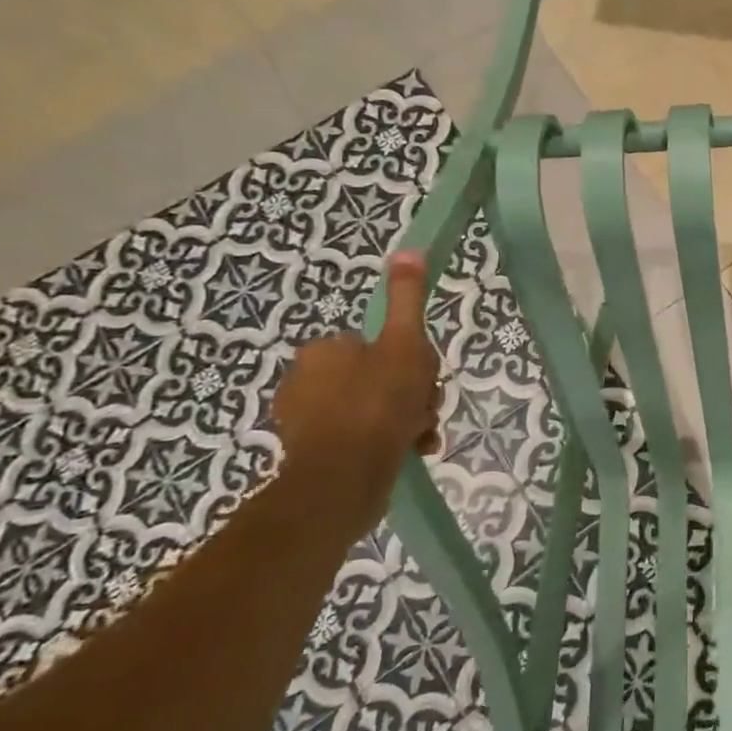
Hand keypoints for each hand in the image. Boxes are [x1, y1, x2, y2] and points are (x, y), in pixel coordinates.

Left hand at [271, 251, 442, 535]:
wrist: (343, 480)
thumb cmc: (378, 404)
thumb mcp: (404, 343)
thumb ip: (406, 299)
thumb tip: (407, 250)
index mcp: (324, 351)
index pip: (379, 343)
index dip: (410, 359)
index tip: (424, 378)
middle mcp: (307, 381)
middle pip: (379, 376)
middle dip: (411, 393)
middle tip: (425, 409)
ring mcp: (308, 421)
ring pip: (375, 408)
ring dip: (407, 419)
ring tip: (421, 436)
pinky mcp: (314, 455)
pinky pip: (362, 438)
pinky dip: (388, 442)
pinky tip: (410, 451)